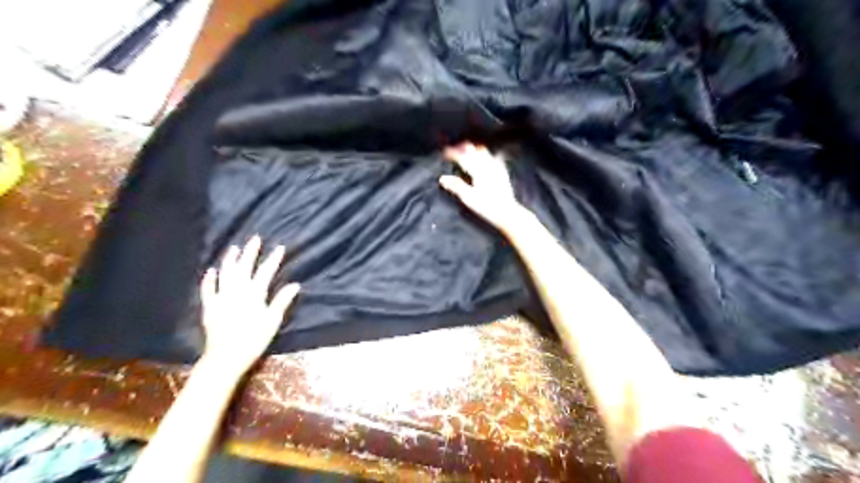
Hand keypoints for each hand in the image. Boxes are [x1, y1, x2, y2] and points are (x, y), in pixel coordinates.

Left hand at [199, 236, 298, 375]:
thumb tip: (295, 285)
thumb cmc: (254, 340)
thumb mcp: (272, 321)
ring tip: (234, 248)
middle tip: (255, 238)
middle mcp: (237, 291)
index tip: (279, 247)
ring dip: (230, 259)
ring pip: (225, 273)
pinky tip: (211, 270)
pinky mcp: (210, 307)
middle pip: (244, 267)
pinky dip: (210, 279)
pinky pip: (208, 289)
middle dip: (251, 252)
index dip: (273, 259)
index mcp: (254, 294)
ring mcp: (221, 298)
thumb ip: (282, 301)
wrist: (226, 357)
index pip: (266, 272)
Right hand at [439, 141, 527, 233]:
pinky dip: (485, 154)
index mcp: (477, 170)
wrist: (507, 211)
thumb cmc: (486, 206)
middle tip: (453, 151)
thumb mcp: (469, 198)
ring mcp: (496, 166)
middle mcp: (487, 165)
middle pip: (473, 149)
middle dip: (461, 148)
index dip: (452, 153)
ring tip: (466, 152)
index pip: (462, 157)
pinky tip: (484, 158)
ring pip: (483, 151)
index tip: (444, 153)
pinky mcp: (502, 171)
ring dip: (473, 149)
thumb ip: (456, 186)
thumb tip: (442, 178)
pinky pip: (493, 156)